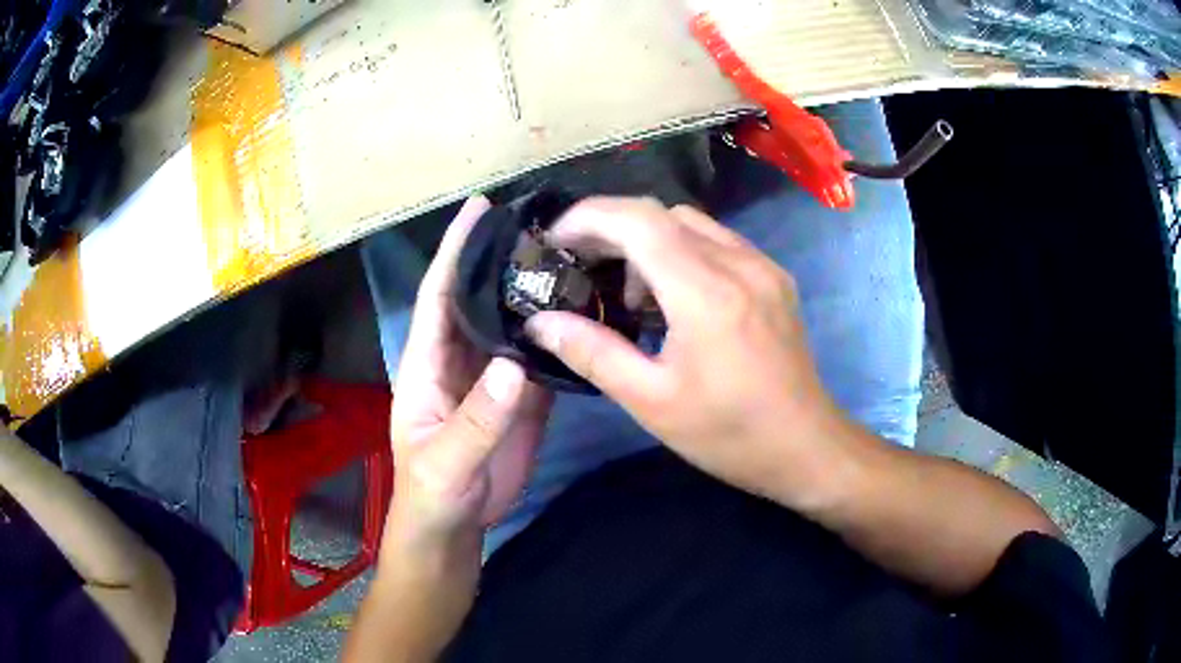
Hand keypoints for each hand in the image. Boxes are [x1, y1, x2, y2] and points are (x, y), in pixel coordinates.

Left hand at [384, 196, 553, 561]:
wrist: (456, 529)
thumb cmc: (431, 495)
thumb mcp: (444, 462)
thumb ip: (476, 419)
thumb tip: (514, 365)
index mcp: (429, 362)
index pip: (440, 294)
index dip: (455, 251)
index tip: (479, 209)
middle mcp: (461, 358)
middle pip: (481, 297)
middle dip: (502, 258)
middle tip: (541, 222)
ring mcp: (494, 378)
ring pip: (513, 323)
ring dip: (534, 290)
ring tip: (570, 255)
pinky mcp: (523, 399)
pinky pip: (540, 357)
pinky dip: (558, 334)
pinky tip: (584, 312)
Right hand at [525, 197, 843, 506]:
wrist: (805, 447)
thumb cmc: (728, 434)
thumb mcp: (651, 402)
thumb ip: (592, 353)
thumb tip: (541, 322)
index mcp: (706, 293)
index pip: (638, 220)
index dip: (589, 218)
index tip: (556, 240)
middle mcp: (738, 264)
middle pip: (662, 214)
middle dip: (612, 229)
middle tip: (583, 267)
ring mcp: (762, 266)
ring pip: (691, 224)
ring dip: (648, 241)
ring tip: (630, 294)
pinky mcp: (774, 277)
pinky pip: (718, 241)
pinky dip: (682, 251)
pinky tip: (674, 297)